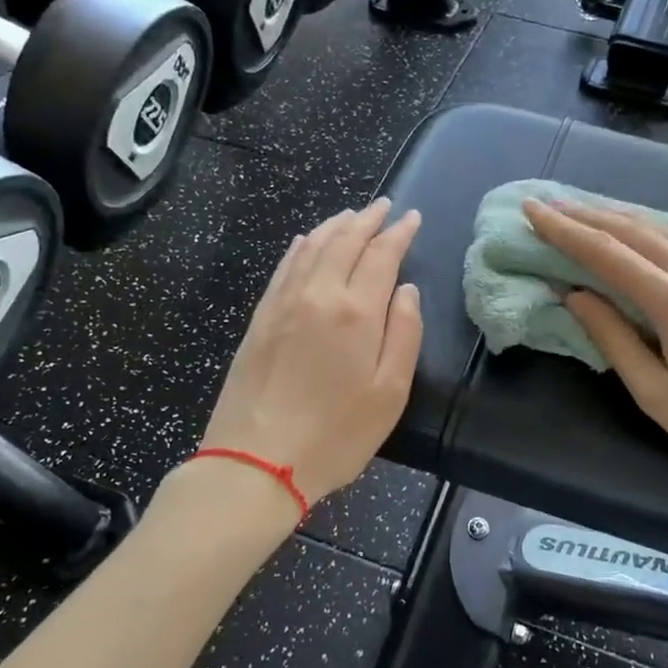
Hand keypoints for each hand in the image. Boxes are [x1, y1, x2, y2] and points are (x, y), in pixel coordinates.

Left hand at [199, 199, 422, 504]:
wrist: (256, 460)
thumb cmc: (335, 434)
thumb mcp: (390, 393)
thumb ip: (404, 334)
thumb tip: (406, 290)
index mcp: (356, 311)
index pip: (381, 255)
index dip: (399, 233)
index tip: (412, 217)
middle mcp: (318, 294)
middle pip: (344, 242)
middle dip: (368, 219)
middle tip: (385, 206)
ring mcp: (283, 303)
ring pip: (312, 247)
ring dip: (335, 226)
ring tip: (352, 215)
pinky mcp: (260, 318)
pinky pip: (284, 267)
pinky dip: (301, 246)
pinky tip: (307, 241)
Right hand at [524, 199, 667, 490]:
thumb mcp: (654, 392)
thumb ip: (612, 338)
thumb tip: (575, 296)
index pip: (607, 254)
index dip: (565, 231)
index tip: (532, 210)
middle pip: (633, 231)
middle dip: (586, 215)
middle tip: (547, 204)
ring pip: (662, 229)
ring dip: (618, 216)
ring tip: (583, 209)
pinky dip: (650, 229)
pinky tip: (637, 230)